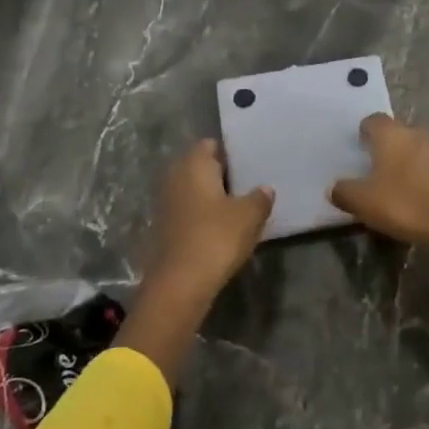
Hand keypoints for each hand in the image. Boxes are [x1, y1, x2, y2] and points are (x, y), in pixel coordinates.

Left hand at [143, 139, 273, 303]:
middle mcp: (175, 177)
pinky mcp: (163, 228)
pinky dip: (201, 215)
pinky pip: (187, 211)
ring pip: (192, 190)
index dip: (229, 152)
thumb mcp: (249, 216)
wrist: (180, 283)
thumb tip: (265, 188)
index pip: (210, 144)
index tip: (249, 163)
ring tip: (237, 206)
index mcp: (194, 164)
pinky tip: (219, 227)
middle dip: (220, 174)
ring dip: (210, 196)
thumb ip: (259, 198)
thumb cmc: (216, 237)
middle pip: (199, 166)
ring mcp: (165, 203)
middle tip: (247, 184)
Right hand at [330, 115, 428, 254]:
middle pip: (397, 133)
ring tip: (396, 184)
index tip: (359, 147)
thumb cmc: (404, 204)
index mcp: (391, 134)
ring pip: (416, 148)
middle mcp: (416, 133)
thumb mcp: (363, 202)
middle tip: (374, 169)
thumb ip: (344, 191)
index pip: (374, 120)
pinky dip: (423, 175)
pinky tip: (417, 194)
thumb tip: (334, 187)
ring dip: (406, 161)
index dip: (365, 132)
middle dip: (386, 147)